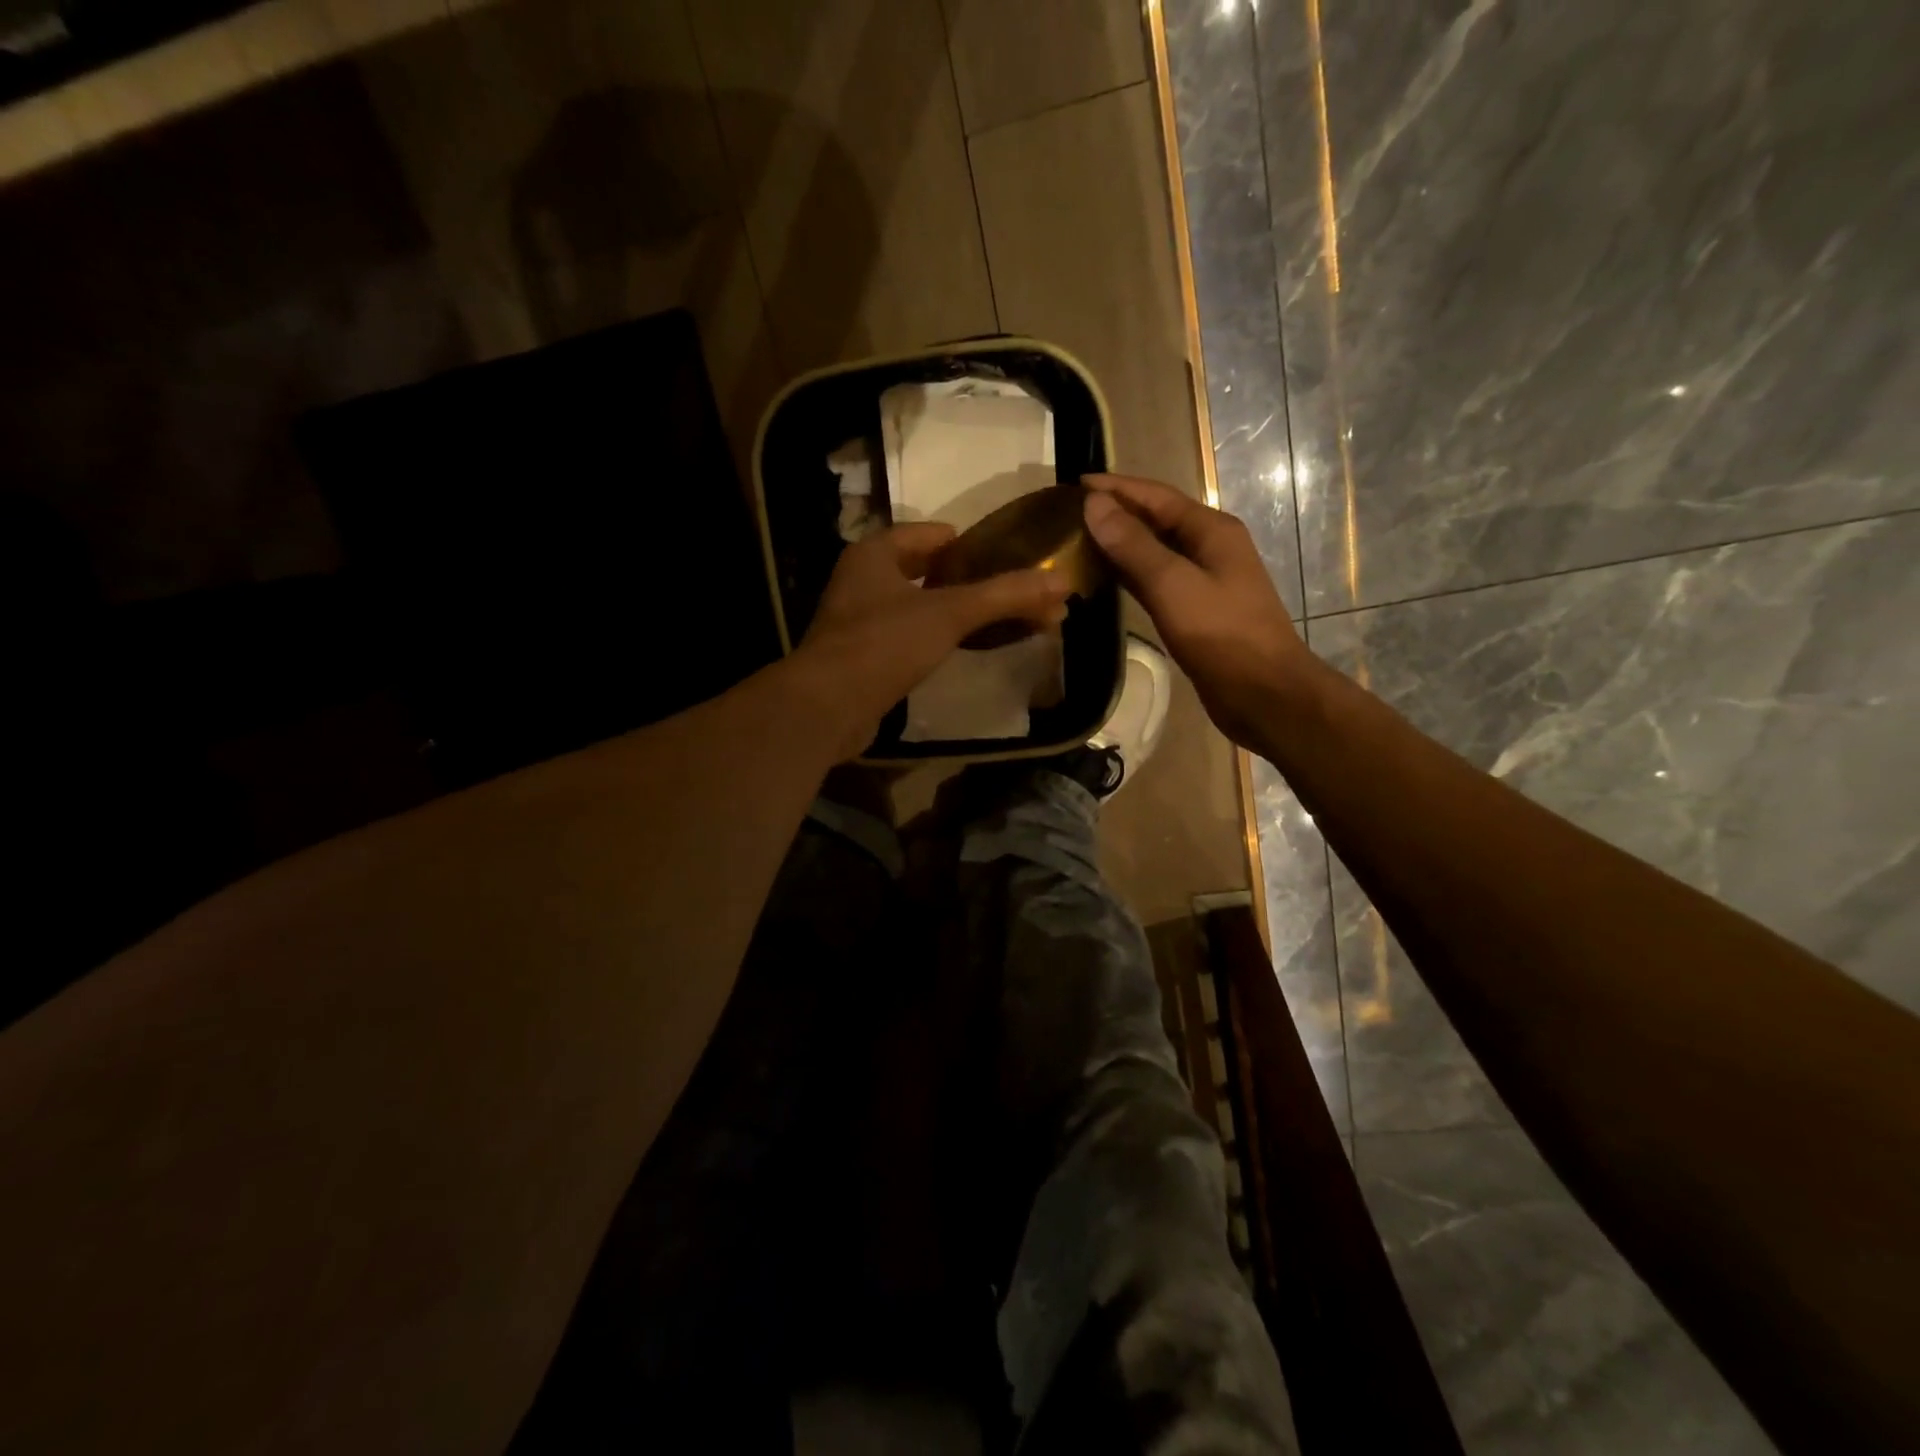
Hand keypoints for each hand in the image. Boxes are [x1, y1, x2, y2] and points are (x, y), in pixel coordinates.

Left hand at [792, 522, 1068, 759]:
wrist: (827, 708)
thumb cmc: (885, 644)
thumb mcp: (950, 613)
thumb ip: (1004, 595)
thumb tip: (1062, 583)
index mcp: (874, 554)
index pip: (927, 534)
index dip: (965, 542)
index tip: (1001, 556)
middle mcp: (861, 582)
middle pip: (923, 571)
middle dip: (966, 581)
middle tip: (1006, 591)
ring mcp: (857, 623)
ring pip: (915, 607)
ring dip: (952, 613)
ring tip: (993, 622)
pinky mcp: (861, 660)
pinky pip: (907, 639)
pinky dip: (934, 640)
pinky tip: (959, 652)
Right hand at [1082, 474, 1312, 748]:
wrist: (1264, 693)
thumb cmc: (1222, 635)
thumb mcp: (1173, 585)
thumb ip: (1133, 545)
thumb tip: (1094, 505)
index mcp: (1211, 530)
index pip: (1155, 496)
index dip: (1115, 488)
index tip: (1073, 485)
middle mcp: (1209, 548)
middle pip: (1156, 520)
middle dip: (1115, 513)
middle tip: (1069, 515)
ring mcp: (1204, 580)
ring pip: (1154, 552)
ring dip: (1120, 544)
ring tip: (1078, 542)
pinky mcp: (1196, 611)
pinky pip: (1156, 581)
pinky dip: (1130, 575)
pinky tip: (1105, 579)